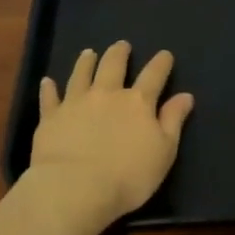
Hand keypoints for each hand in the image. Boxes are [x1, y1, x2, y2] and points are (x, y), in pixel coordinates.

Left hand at [28, 41, 193, 227]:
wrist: (75, 188)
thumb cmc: (129, 176)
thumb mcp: (164, 152)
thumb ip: (173, 121)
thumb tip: (185, 96)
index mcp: (138, 102)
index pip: (154, 76)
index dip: (161, 63)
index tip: (165, 54)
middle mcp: (107, 94)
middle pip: (114, 66)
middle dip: (119, 53)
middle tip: (122, 45)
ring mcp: (76, 103)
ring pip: (81, 74)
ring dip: (86, 62)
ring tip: (89, 53)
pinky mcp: (51, 117)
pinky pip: (50, 98)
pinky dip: (49, 88)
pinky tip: (48, 82)